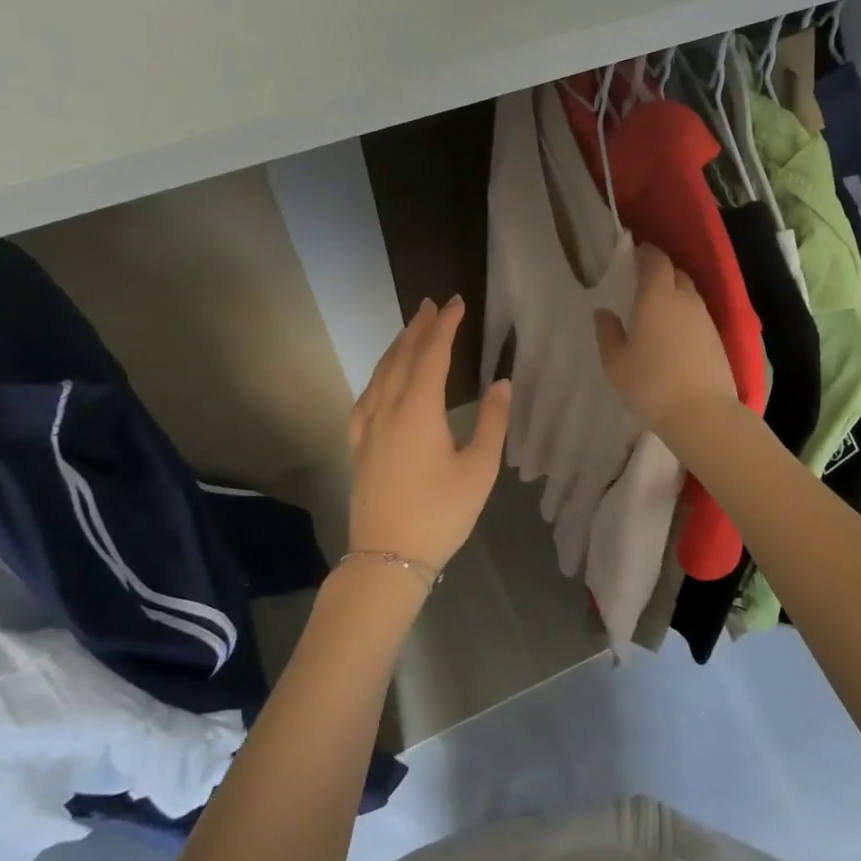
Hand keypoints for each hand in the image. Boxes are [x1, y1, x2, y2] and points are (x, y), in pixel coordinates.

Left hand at [347, 297, 508, 576]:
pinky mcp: (358, 446)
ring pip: (380, 374)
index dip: (445, 327)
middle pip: (401, 357)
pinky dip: (378, 377)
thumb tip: (502, 383)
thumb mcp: (479, 469)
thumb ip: (492, 422)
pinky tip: (381, 381)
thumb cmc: (441, 513)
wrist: (388, 556)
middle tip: (433, 305)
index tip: (457, 304)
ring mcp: (367, 428)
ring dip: (396, 348)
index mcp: (418, 410)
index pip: (431, 355)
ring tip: (411, 331)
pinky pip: (366, 397)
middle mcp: (388, 409)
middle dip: (418, 328)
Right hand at [594, 244, 738, 440]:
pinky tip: (674, 335)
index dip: (644, 253)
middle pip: (675, 273)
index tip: (633, 256)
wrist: (702, 414)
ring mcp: (706, 318)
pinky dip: (685, 317)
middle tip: (641, 285)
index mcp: (657, 296)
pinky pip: (698, 316)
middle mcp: (685, 299)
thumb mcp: (616, 363)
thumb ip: (608, 333)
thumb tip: (604, 312)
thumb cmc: (650, 385)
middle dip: (660, 273)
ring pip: (689, 295)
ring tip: (657, 312)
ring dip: (674, 296)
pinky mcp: (718, 339)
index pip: (655, 259)